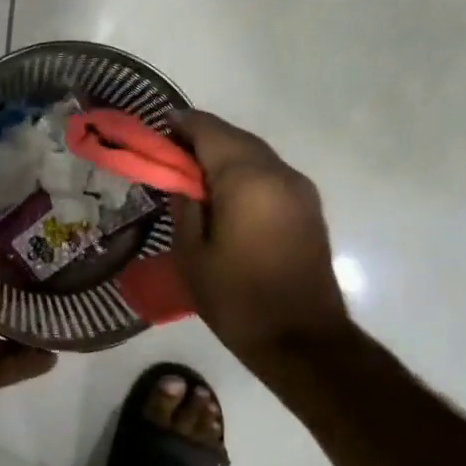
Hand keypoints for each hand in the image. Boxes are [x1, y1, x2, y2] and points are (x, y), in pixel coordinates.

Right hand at [169, 111, 351, 361]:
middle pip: (235, 137)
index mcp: (246, 179)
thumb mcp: (190, 254)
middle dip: (202, 139)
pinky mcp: (308, 207)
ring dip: (224, 155)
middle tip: (170, 156)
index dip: (180, 125)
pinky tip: (224, 195)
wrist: (301, 340)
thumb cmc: (236, 298)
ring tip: (193, 176)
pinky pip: (270, 174)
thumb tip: (181, 180)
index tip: (157, 131)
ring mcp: (300, 189)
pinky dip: (244, 172)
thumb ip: (183, 206)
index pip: (209, 131)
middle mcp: (279, 173)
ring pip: (255, 154)